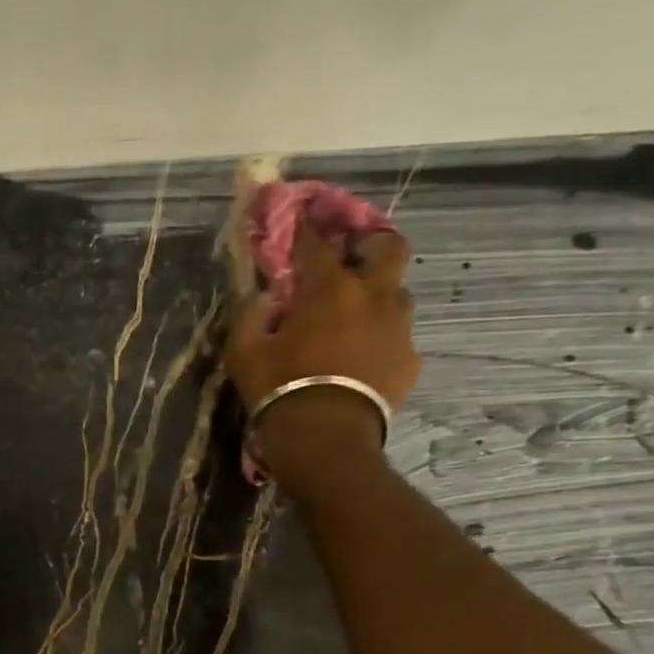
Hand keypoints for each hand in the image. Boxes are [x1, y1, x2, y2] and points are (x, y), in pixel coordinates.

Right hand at [224, 222, 419, 475]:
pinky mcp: (409, 359)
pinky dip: (380, 336)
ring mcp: (398, 328)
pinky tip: (362, 355)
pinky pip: (397, 336)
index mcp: (329, 290)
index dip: (308, 226)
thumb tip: (264, 297)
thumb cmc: (278, 389)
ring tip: (356, 314)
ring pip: (397, 293)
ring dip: (378, 294)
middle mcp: (373, 297)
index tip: (302, 214)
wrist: (325, 439)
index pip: (318, 244)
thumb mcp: (244, 353)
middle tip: (351, 254)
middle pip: (388, 248)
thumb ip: (251, 316)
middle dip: (370, 242)